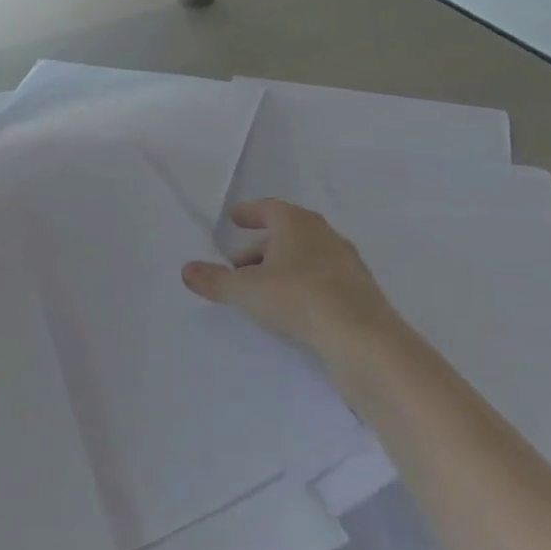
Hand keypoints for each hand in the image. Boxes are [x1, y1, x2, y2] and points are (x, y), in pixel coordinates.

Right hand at [183, 199, 408, 365]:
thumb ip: (214, 280)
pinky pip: (320, 279)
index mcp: (297, 223)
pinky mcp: (359, 292)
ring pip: (304, 257)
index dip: (249, 212)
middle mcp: (324, 235)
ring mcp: (346, 263)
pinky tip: (291, 309)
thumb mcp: (245, 291)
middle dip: (259, 248)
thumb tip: (186, 270)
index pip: (268, 208)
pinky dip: (301, 286)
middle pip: (285, 233)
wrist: (364, 341)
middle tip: (236, 267)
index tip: (233, 219)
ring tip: (260, 292)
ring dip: (281, 268)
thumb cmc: (298, 300)